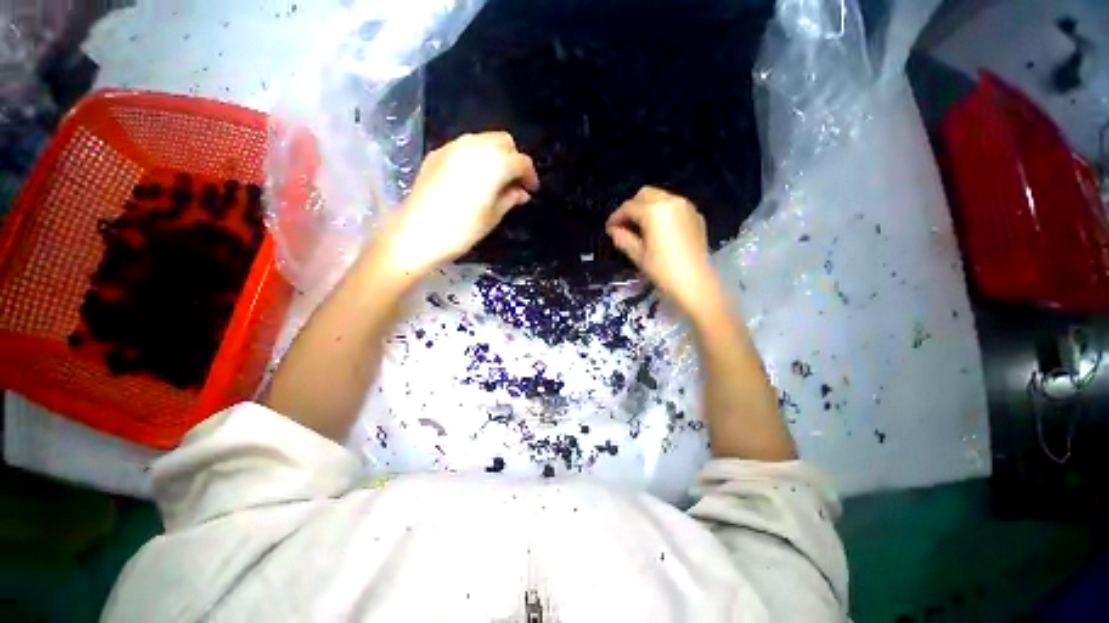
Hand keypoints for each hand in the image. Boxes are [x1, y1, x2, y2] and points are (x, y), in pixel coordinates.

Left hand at [375, 132, 538, 277]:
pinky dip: (475, 157)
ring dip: (494, 156)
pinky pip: (464, 147)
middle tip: (513, 183)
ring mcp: (453, 146)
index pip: (521, 161)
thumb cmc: (462, 229)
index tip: (531, 191)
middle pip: (504, 142)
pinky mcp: (437, 153)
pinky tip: (472, 178)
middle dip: (513, 159)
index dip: (530, 176)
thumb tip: (521, 192)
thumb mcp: (493, 216)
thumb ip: (511, 198)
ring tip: (494, 180)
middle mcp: (475, 146)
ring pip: (483, 140)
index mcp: (494, 163)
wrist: (417, 233)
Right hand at [606, 186, 718, 312]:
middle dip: (632, 207)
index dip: (616, 217)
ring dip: (648, 207)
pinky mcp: (696, 216)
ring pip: (661, 198)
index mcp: (653, 211)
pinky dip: (663, 212)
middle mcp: (670, 202)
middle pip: (645, 195)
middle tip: (624, 225)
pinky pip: (675, 206)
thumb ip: (623, 238)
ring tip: (641, 227)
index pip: (628, 207)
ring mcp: (686, 207)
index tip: (609, 228)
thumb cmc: (662, 270)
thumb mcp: (638, 255)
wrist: (695, 282)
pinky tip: (660, 230)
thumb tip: (614, 230)